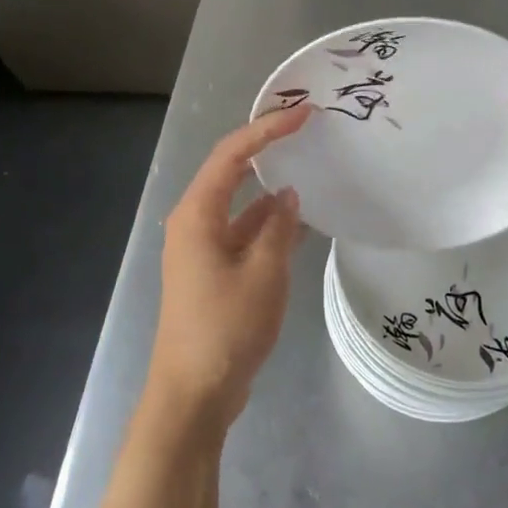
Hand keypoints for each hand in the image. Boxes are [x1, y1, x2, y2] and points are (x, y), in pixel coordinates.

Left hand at [149, 105, 309, 432]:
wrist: (194, 394)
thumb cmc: (225, 328)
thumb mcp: (264, 273)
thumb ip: (279, 228)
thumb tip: (288, 196)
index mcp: (197, 214)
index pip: (232, 154)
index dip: (268, 128)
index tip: (305, 113)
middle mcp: (195, 223)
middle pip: (231, 171)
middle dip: (267, 148)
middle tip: (307, 129)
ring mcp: (204, 248)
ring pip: (241, 204)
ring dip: (272, 189)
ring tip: (312, 169)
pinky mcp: (215, 271)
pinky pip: (245, 233)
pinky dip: (271, 224)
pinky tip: (304, 222)